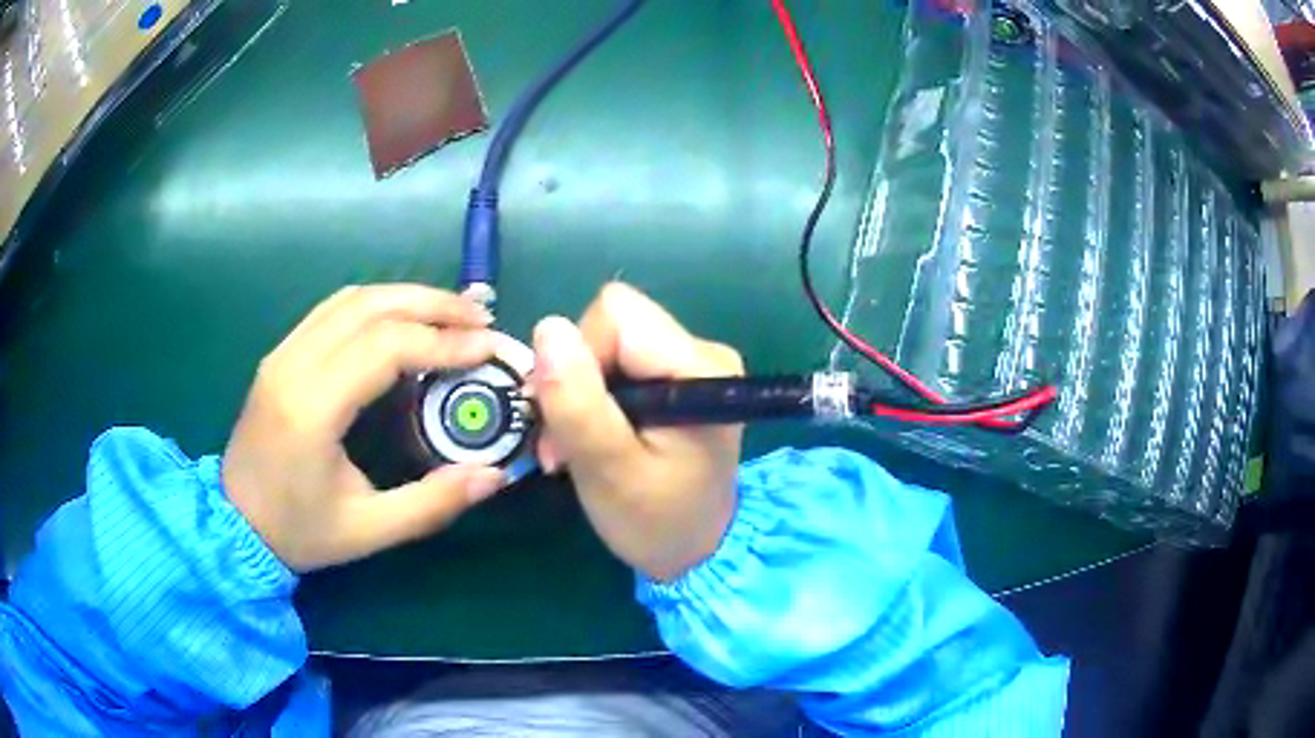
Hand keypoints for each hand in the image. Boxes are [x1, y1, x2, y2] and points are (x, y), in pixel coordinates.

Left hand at [223, 285, 507, 572]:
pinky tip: (402, 319)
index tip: (488, 347)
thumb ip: (432, 504)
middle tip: (480, 318)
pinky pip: (332, 309)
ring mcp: (282, 353)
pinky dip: (376, 303)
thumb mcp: (369, 531)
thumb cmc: (298, 532)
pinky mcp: (280, 354)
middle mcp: (293, 364)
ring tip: (451, 312)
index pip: (384, 346)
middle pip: (370, 305)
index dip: (442, 340)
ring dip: (406, 296)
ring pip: (351, 298)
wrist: (233, 524)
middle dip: (432, 304)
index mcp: (311, 408)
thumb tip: (493, 476)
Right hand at [531, 283, 743, 581]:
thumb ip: (578, 403)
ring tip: (576, 447)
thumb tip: (547, 327)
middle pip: (610, 323)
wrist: (698, 551)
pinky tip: (595, 437)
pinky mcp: (678, 377)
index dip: (578, 357)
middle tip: (564, 441)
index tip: (567, 417)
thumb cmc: (657, 521)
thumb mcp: (609, 471)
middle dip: (573, 377)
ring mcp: (692, 362)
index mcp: (699, 367)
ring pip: (607, 342)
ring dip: (578, 392)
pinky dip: (594, 397)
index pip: (615, 314)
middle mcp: (702, 351)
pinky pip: (618, 362)